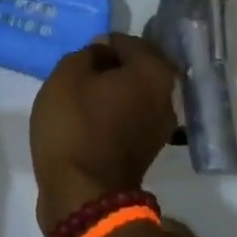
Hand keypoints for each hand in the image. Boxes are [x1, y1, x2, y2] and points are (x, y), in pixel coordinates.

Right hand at [30, 34, 178, 233]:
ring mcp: (162, 126)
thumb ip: (87, 53)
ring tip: (82, 99)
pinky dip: (114, 114)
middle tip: (80, 77)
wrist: (83, 195)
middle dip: (109, 68)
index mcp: (155, 71)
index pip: (124, 41)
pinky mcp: (149, 149)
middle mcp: (168, 95)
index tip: (79, 61)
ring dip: (112, 92)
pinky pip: (130, 116)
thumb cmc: (75, 126)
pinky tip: (91, 120)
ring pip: (133, 93)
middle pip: (135, 67)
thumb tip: (102, 53)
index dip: (98, 47)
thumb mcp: (67, 75)